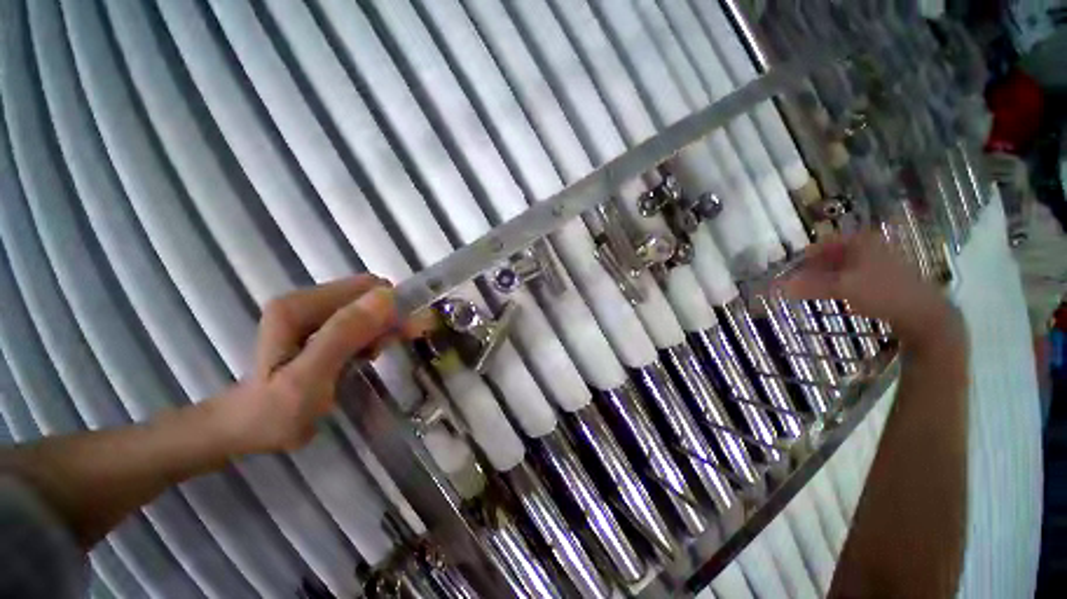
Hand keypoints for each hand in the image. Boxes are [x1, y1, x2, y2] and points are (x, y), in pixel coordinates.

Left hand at [213, 276, 400, 453]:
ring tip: (373, 357)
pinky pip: (361, 319)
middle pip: (369, 295)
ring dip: (382, 328)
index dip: (392, 308)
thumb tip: (387, 296)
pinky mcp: (318, 325)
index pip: (367, 288)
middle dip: (388, 319)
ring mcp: (311, 311)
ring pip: (368, 307)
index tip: (403, 336)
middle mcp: (305, 299)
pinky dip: (372, 334)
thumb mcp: (309, 378)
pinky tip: (364, 355)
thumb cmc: (275, 412)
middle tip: (386, 350)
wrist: (248, 429)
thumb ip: (343, 335)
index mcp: (299, 305)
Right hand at [780, 231, 960, 348]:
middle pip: (833, 254)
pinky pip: (855, 275)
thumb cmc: (882, 293)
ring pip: (844, 265)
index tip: (790, 271)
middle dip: (814, 268)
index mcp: (861, 241)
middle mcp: (871, 246)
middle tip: (799, 282)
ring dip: (826, 276)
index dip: (805, 257)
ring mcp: (880, 261)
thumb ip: (809, 286)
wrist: (923, 313)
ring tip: (814, 290)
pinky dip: (840, 283)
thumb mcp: (841, 288)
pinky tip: (837, 295)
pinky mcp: (886, 277)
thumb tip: (778, 286)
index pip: (823, 244)